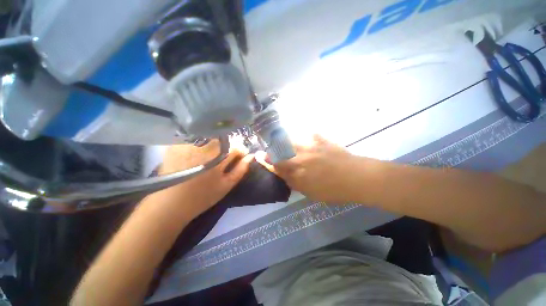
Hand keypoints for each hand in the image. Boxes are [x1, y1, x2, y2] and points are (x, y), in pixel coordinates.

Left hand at [151, 140, 252, 218]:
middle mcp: (204, 145)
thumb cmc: (201, 197)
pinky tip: (200, 152)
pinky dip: (202, 142)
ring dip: (216, 143)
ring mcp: (189, 143)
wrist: (169, 204)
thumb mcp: (226, 185)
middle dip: (229, 146)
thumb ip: (240, 169)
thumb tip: (251, 157)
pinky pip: (196, 137)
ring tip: (215, 154)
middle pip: (224, 138)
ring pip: (210, 136)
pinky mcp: (177, 144)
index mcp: (217, 156)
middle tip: (227, 156)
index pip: (235, 147)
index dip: (241, 151)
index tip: (241, 156)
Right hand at [256, 135, 362, 203]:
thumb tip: (285, 174)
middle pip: (280, 150)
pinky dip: (301, 135)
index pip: (276, 165)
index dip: (266, 160)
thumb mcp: (310, 192)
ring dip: (282, 141)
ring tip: (280, 142)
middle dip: (271, 150)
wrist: (356, 177)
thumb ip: (295, 182)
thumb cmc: (333, 190)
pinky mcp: (320, 139)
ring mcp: (310, 146)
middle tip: (268, 150)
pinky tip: (300, 137)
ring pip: (290, 140)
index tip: (259, 156)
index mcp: (298, 172)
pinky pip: (306, 133)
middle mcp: (300, 157)